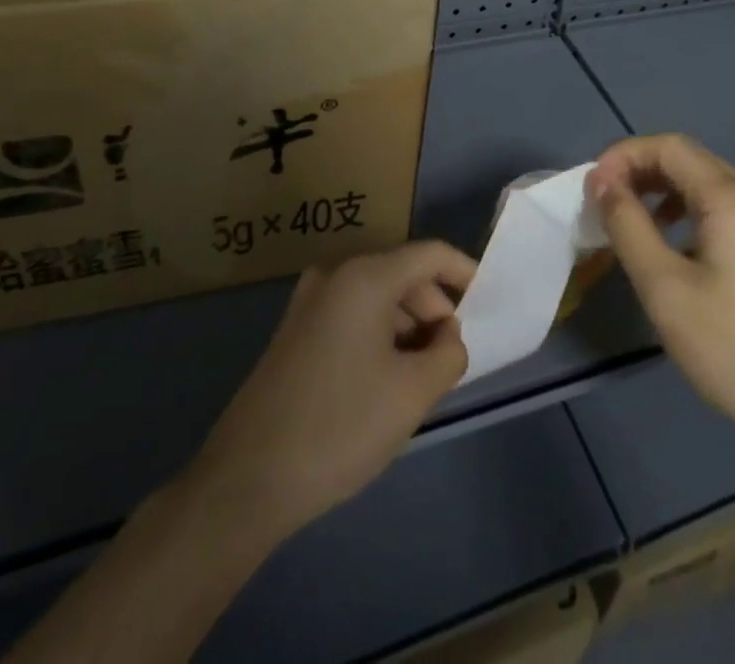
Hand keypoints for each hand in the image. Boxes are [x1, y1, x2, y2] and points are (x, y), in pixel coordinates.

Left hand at [190, 241, 476, 542]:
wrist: (248, 479)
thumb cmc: (340, 426)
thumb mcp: (413, 392)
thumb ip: (448, 353)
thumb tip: (446, 335)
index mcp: (365, 277)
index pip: (429, 255)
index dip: (464, 272)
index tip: (487, 301)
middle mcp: (335, 275)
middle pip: (403, 275)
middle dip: (433, 311)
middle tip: (449, 361)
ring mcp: (309, 301)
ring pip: (377, 298)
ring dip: (406, 328)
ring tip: (417, 381)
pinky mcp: (295, 331)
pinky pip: (352, 316)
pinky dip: (378, 336)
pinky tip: (382, 383)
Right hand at [587, 134, 734, 461]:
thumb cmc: (728, 347)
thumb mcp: (663, 286)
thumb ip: (627, 224)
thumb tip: (600, 180)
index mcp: (731, 199)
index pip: (668, 147)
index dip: (624, 155)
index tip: (592, 187)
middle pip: (687, 158)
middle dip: (639, 168)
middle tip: (603, 199)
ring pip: (702, 181)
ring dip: (658, 187)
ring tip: (627, 216)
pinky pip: (718, 206)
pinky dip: (682, 207)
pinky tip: (667, 239)